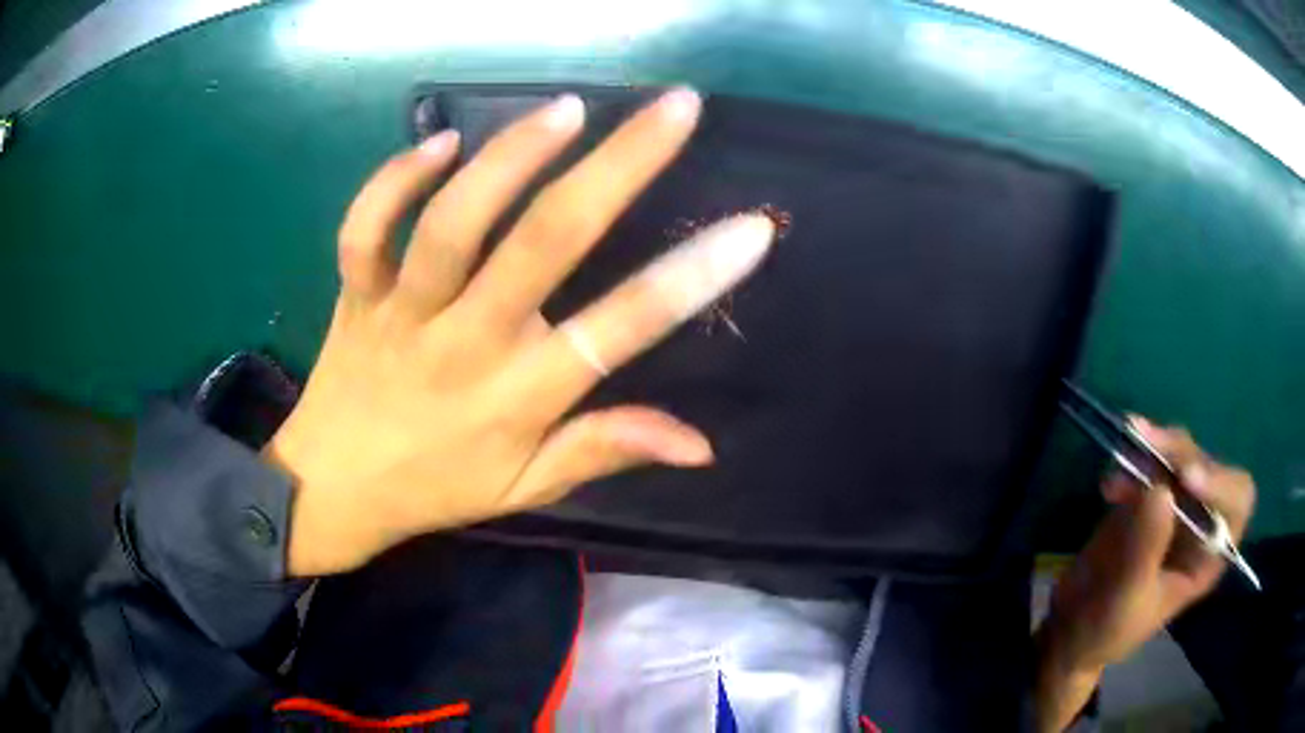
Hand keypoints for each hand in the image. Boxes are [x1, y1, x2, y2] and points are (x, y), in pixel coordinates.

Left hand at [264, 89, 775, 575]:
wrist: (332, 489)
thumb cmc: (433, 489)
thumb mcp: (525, 489)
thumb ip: (605, 450)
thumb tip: (701, 445)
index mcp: (517, 398)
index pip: (620, 330)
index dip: (693, 278)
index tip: (751, 227)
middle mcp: (465, 343)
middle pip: (545, 243)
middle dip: (621, 166)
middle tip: (675, 108)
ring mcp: (403, 311)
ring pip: (455, 220)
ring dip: (514, 156)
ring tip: (569, 110)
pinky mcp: (356, 292)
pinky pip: (366, 227)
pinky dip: (397, 179)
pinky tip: (441, 142)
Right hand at [1034, 417, 1255, 730]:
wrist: (1072, 630)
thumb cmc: (1107, 631)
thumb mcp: (1126, 599)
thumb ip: (1145, 549)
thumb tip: (1161, 489)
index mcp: (1209, 556)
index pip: (1237, 503)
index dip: (1220, 484)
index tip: (1185, 478)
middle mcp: (1201, 525)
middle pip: (1208, 468)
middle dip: (1181, 454)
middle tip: (1147, 442)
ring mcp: (1175, 509)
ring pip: (1181, 456)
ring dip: (1157, 446)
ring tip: (1128, 441)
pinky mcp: (1149, 498)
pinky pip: (1151, 462)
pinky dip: (1133, 458)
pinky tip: (1109, 484)